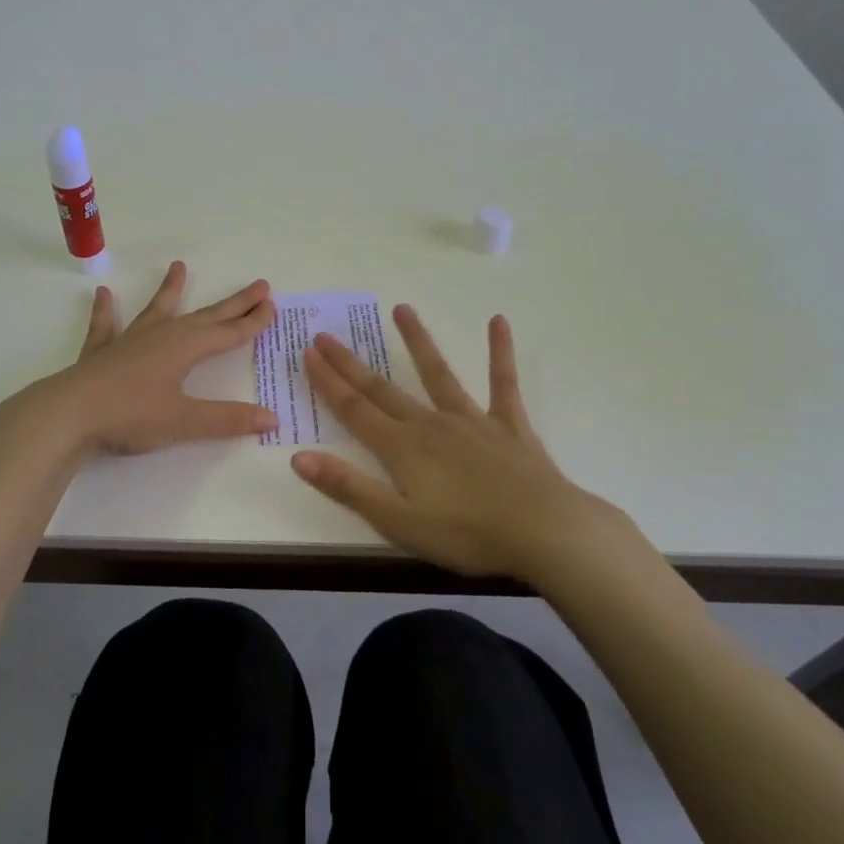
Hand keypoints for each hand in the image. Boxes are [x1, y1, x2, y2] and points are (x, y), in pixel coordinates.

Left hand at [51, 261, 278, 453]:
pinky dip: (106, 311)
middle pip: (205, 316)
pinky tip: (103, 294)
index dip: (253, 322)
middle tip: (258, 285)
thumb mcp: (184, 421)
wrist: (69, 414)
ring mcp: (129, 341)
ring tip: (178, 266)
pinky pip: (106, 326)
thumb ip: (227, 420)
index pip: (228, 333)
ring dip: (170, 290)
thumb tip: (271, 418)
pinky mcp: (100, 353)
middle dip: (233, 303)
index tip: (272, 305)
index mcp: (185, 348)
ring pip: (157, 310)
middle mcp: (161, 336)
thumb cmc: (131, 415)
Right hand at [291, 305, 636, 581]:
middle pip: (382, 389)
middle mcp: (430, 424)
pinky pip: (502, 382)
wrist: (544, 532)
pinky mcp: (509, 425)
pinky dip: (500, 352)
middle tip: (326, 334)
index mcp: (402, 449)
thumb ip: (349, 488)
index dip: (328, 382)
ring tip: (402, 308)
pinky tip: (498, 321)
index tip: (308, 353)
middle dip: (351, 363)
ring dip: (417, 341)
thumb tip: (299, 457)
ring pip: (437, 373)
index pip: (354, 410)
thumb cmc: (467, 535)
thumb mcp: (398, 522)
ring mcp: (471, 420)